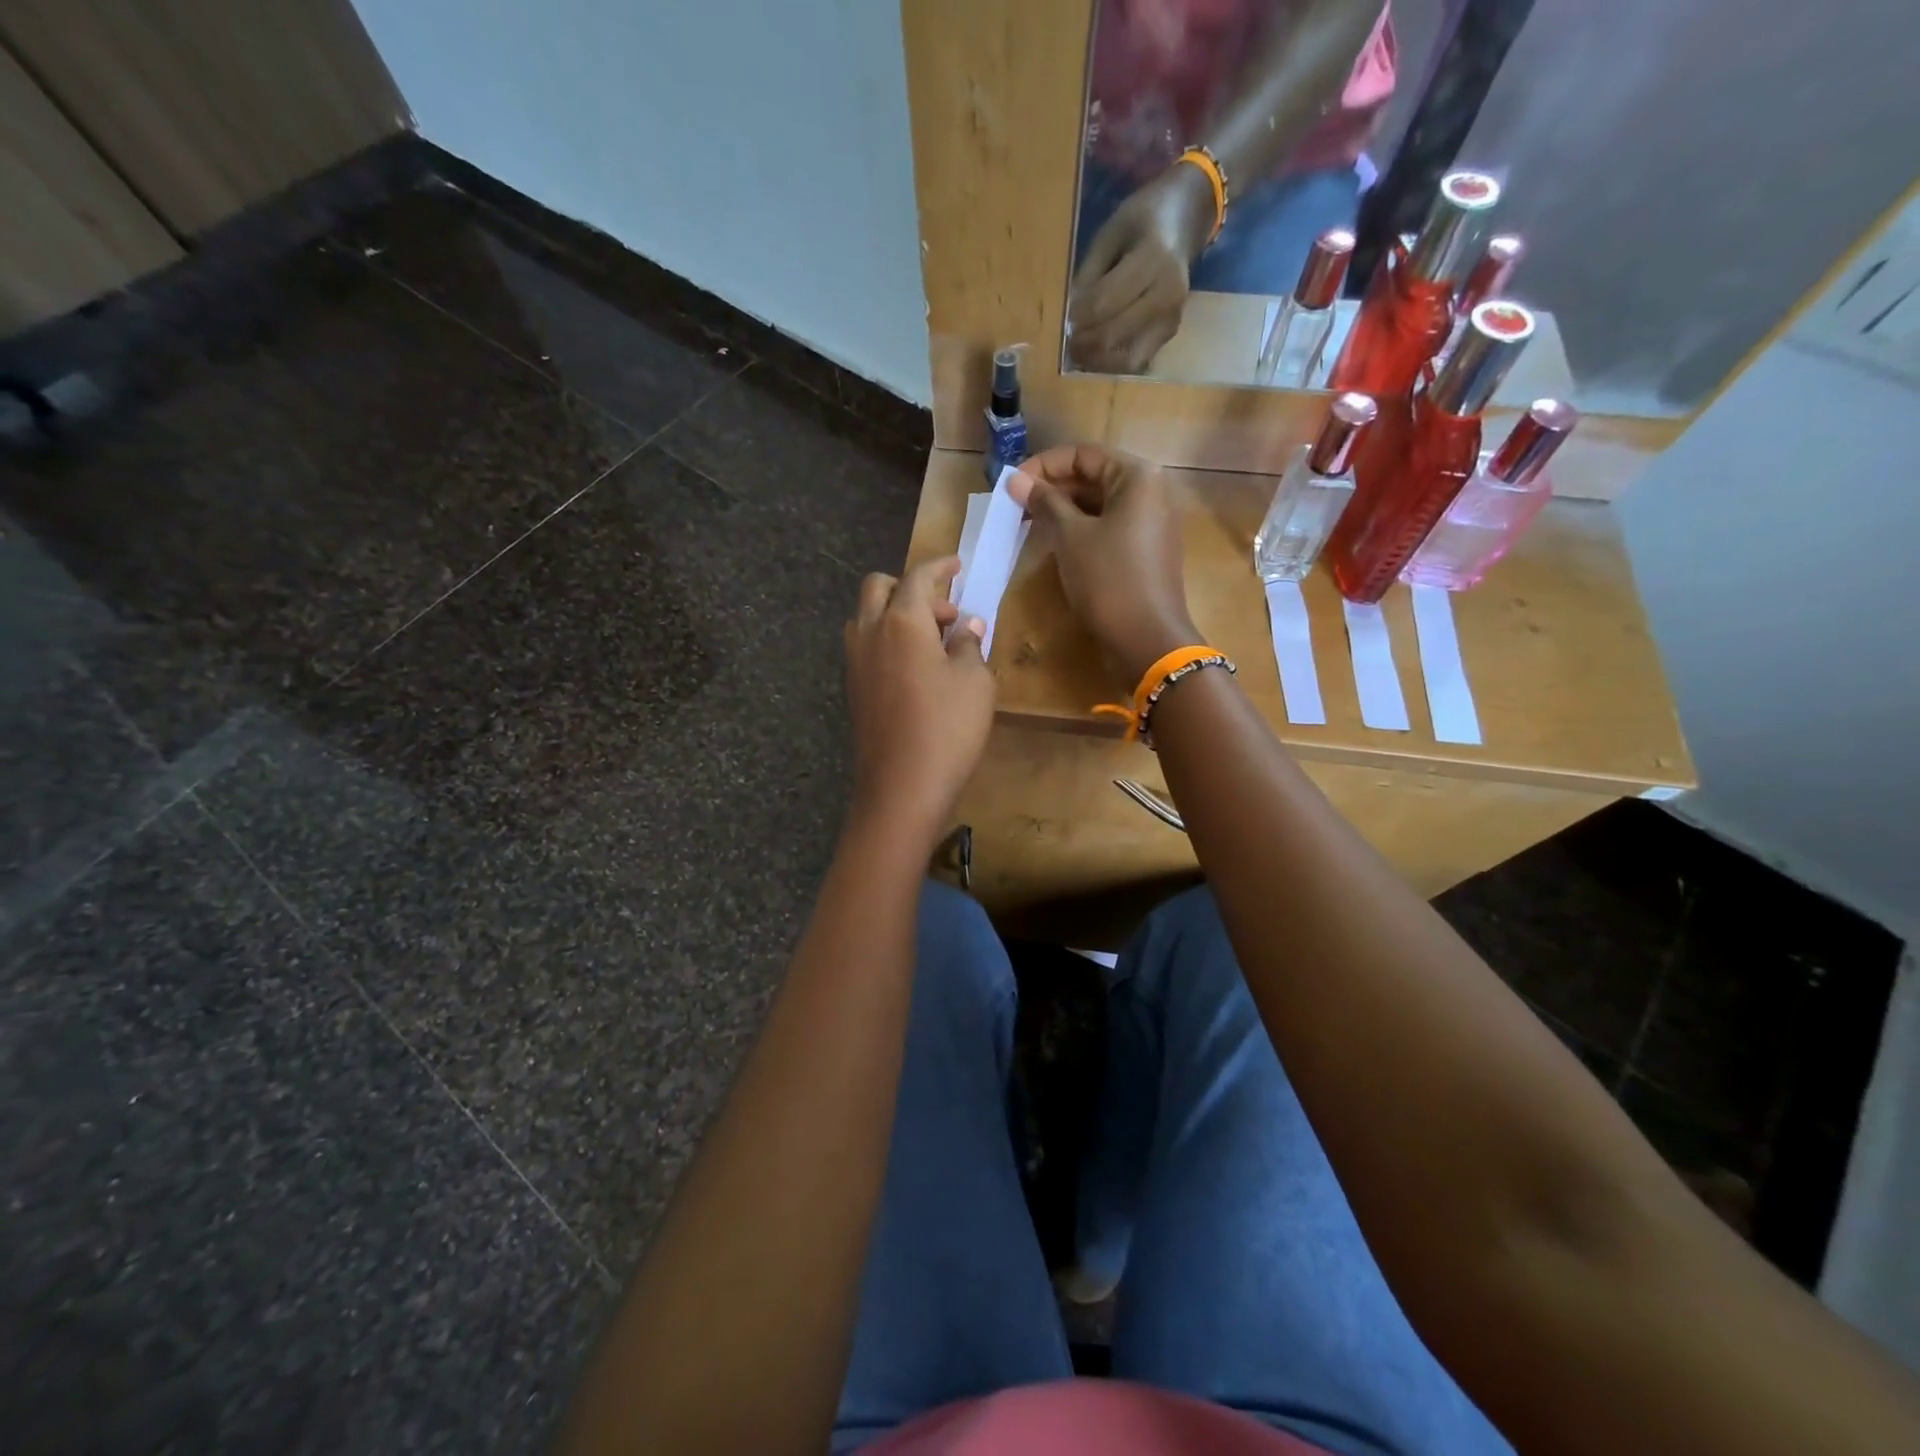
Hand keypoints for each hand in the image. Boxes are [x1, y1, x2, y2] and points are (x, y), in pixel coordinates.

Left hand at [844, 555, 994, 845]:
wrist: (901, 787)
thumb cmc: (946, 728)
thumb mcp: (974, 682)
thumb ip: (969, 646)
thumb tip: (965, 628)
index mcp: (901, 621)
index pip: (918, 576)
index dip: (939, 566)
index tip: (957, 564)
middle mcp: (870, 633)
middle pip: (879, 588)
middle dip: (910, 587)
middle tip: (945, 613)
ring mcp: (855, 663)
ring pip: (866, 617)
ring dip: (895, 614)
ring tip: (931, 641)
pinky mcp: (853, 689)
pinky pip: (866, 646)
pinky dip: (888, 640)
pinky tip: (916, 669)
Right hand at [1011, 445, 1199, 684]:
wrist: (1147, 639)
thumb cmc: (1108, 579)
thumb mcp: (1070, 537)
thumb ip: (1044, 502)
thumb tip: (1015, 480)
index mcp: (1137, 476)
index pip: (1082, 454)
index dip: (1043, 466)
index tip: (1011, 485)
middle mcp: (1151, 490)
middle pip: (1093, 476)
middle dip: (1052, 488)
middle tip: (1015, 505)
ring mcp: (1152, 521)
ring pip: (1100, 503)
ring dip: (1064, 509)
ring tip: (1028, 522)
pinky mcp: (1147, 548)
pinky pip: (1109, 525)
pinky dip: (1081, 528)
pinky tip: (1054, 541)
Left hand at [1068, 163, 1214, 374]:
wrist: (1184, 220)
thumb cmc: (1142, 221)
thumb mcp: (1110, 234)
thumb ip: (1089, 274)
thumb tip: (1070, 317)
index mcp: (1153, 259)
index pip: (1104, 302)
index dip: (1078, 317)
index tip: (1063, 320)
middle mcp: (1168, 293)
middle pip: (1114, 334)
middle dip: (1084, 343)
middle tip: (1066, 341)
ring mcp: (1171, 317)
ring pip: (1126, 358)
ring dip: (1097, 360)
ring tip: (1079, 352)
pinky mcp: (1170, 333)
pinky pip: (1137, 361)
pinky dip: (1113, 363)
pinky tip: (1098, 353)